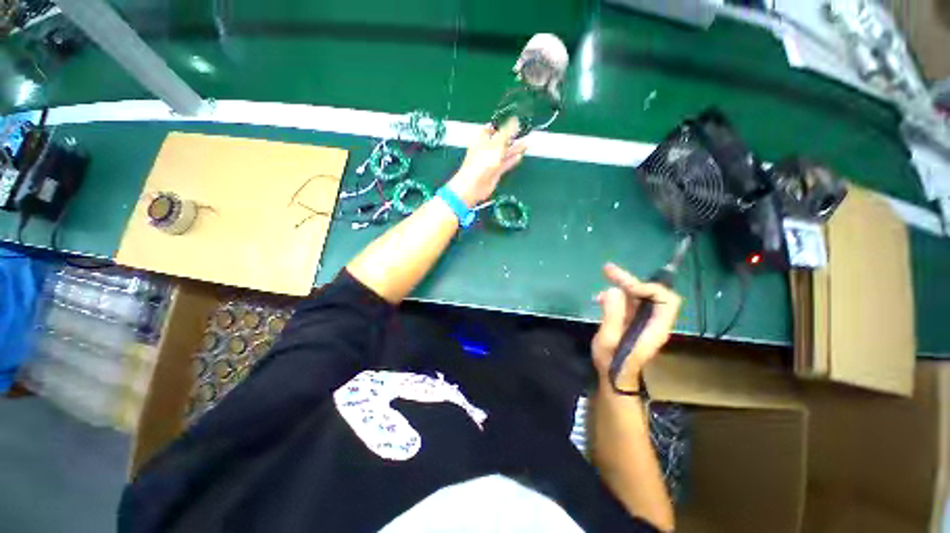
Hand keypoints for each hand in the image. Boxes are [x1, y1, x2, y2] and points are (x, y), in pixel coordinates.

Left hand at [447, 118, 527, 207]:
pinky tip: (520, 156)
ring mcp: (490, 162)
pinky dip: (512, 160)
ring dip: (514, 149)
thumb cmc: (481, 162)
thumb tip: (515, 120)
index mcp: (481, 139)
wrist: (474, 185)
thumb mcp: (496, 144)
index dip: (501, 124)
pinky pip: (505, 164)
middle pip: (500, 141)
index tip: (513, 121)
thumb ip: (507, 132)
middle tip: (523, 132)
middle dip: (511, 137)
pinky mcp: (495, 172)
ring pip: (504, 153)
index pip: (491, 128)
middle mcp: (486, 150)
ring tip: (526, 143)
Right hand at [591, 263, 681, 392]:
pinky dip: (616, 295)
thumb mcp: (609, 340)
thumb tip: (614, 290)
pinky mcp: (632, 321)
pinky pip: (629, 302)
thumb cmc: (613, 362)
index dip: (647, 288)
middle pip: (650, 293)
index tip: (623, 288)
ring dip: (622, 284)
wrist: (614, 377)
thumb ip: (613, 315)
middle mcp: (654, 321)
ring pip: (639, 295)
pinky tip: (600, 298)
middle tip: (607, 269)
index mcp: (655, 327)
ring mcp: (643, 320)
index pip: (666, 299)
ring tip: (604, 276)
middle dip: (629, 280)